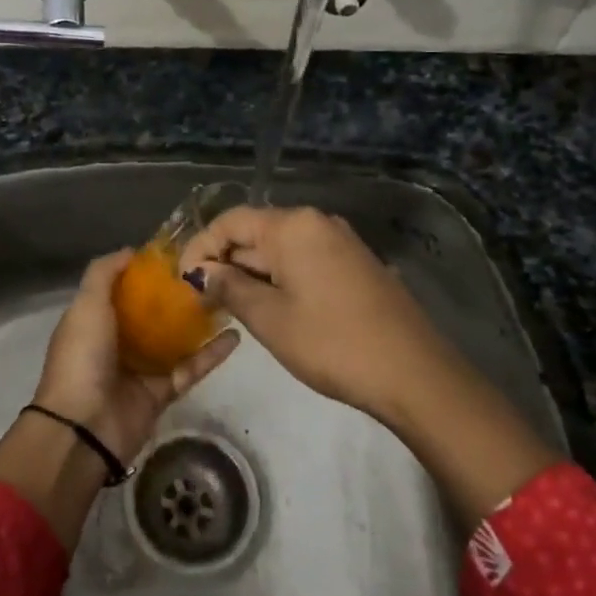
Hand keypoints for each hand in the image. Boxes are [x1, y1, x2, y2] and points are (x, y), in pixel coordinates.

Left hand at [34, 249, 239, 466]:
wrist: (84, 427)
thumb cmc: (82, 357)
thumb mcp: (86, 305)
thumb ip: (103, 274)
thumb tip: (131, 251)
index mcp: (95, 320)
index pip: (122, 290)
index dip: (145, 272)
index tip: (175, 255)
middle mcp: (117, 342)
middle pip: (152, 313)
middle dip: (176, 295)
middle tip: (209, 273)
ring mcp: (141, 369)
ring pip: (175, 340)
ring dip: (198, 322)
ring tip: (227, 298)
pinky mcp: (162, 393)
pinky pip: (190, 368)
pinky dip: (211, 354)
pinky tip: (236, 335)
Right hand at [178, 206, 556, 524]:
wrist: (414, 373)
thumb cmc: (332, 342)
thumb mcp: (270, 318)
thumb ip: (229, 288)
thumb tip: (201, 273)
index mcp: (292, 225)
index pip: (230, 221)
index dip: (200, 247)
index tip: (181, 281)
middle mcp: (316, 222)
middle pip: (255, 232)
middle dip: (225, 262)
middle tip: (201, 300)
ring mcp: (340, 242)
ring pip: (280, 249)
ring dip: (251, 273)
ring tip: (229, 307)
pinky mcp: (355, 264)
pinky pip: (304, 260)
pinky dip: (279, 278)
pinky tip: (271, 307)